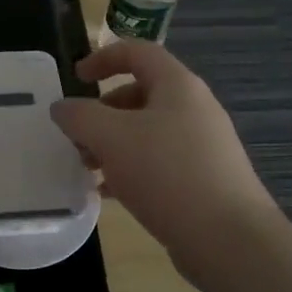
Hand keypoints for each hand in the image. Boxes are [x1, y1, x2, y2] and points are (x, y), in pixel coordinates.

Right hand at [50, 40, 275, 249]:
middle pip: (141, 93)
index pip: (138, 52)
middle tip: (78, 136)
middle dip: (103, 111)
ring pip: (147, 132)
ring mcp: (203, 146)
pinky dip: (131, 170)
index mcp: (177, 86)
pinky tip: (109, 194)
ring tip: (88, 168)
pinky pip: (159, 163)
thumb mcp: (111, 137)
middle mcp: (194, 109)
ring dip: (113, 144)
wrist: (228, 239)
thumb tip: (62, 108)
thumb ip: (80, 116)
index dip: (103, 58)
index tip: (76, 78)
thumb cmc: (167, 173)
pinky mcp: (204, 180)